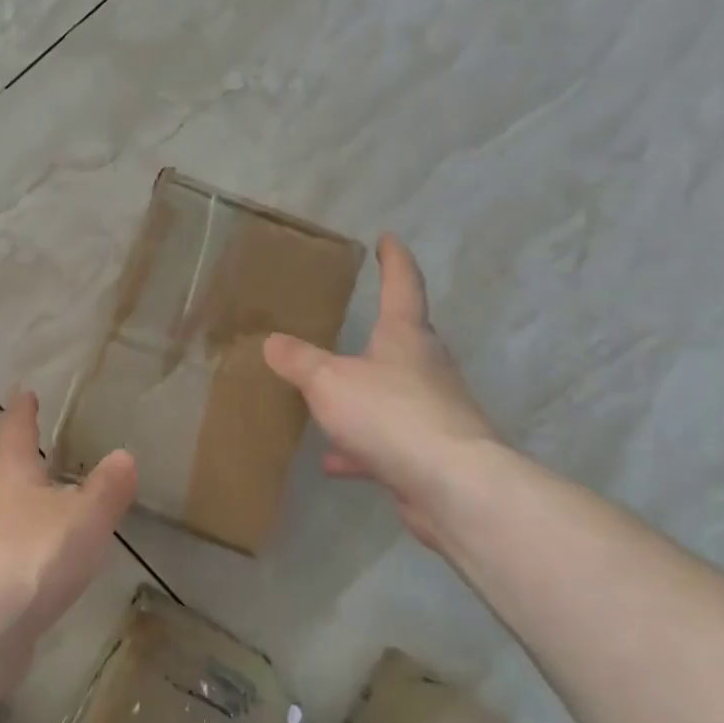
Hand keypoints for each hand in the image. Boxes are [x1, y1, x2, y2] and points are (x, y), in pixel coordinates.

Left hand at [0, 391, 137, 644]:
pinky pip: (4, 548)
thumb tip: (123, 456)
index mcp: (8, 470)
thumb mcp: (86, 517)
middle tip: (50, 456)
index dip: (24, 409)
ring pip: (3, 510)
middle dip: (26, 463)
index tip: (26, 392)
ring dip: (25, 507)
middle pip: (5, 470)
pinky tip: (43, 563)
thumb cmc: (34, 554)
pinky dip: (23, 545)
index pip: (16, 426)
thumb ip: (108, 487)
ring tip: (55, 511)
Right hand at [264, 234, 498, 547]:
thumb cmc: (390, 414)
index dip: (393, 259)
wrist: (451, 483)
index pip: (402, 284)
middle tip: (353, 325)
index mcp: (406, 336)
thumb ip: (299, 361)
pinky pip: (386, 440)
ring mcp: (432, 409)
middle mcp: (425, 366)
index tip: (388, 239)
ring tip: (328, 402)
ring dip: (363, 397)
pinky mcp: (429, 451)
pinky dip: (360, 448)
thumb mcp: (329, 381)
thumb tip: (272, 341)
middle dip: (380, 332)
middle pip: (402, 340)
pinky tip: (332, 462)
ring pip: (391, 394)